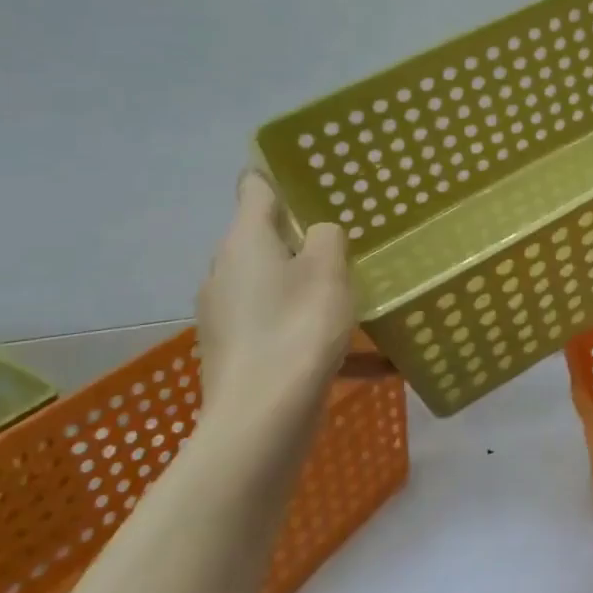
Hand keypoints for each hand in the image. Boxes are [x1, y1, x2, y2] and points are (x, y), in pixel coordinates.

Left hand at [197, 172, 356, 426]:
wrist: (262, 419)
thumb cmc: (298, 328)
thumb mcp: (329, 270)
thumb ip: (328, 237)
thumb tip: (319, 233)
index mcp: (244, 241)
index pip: (255, 187)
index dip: (278, 174)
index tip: (312, 172)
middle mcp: (226, 272)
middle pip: (265, 239)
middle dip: (304, 238)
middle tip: (350, 238)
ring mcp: (226, 315)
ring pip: (275, 286)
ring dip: (309, 287)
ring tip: (356, 296)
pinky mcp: (236, 352)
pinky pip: (281, 328)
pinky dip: (313, 332)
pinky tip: (366, 359)